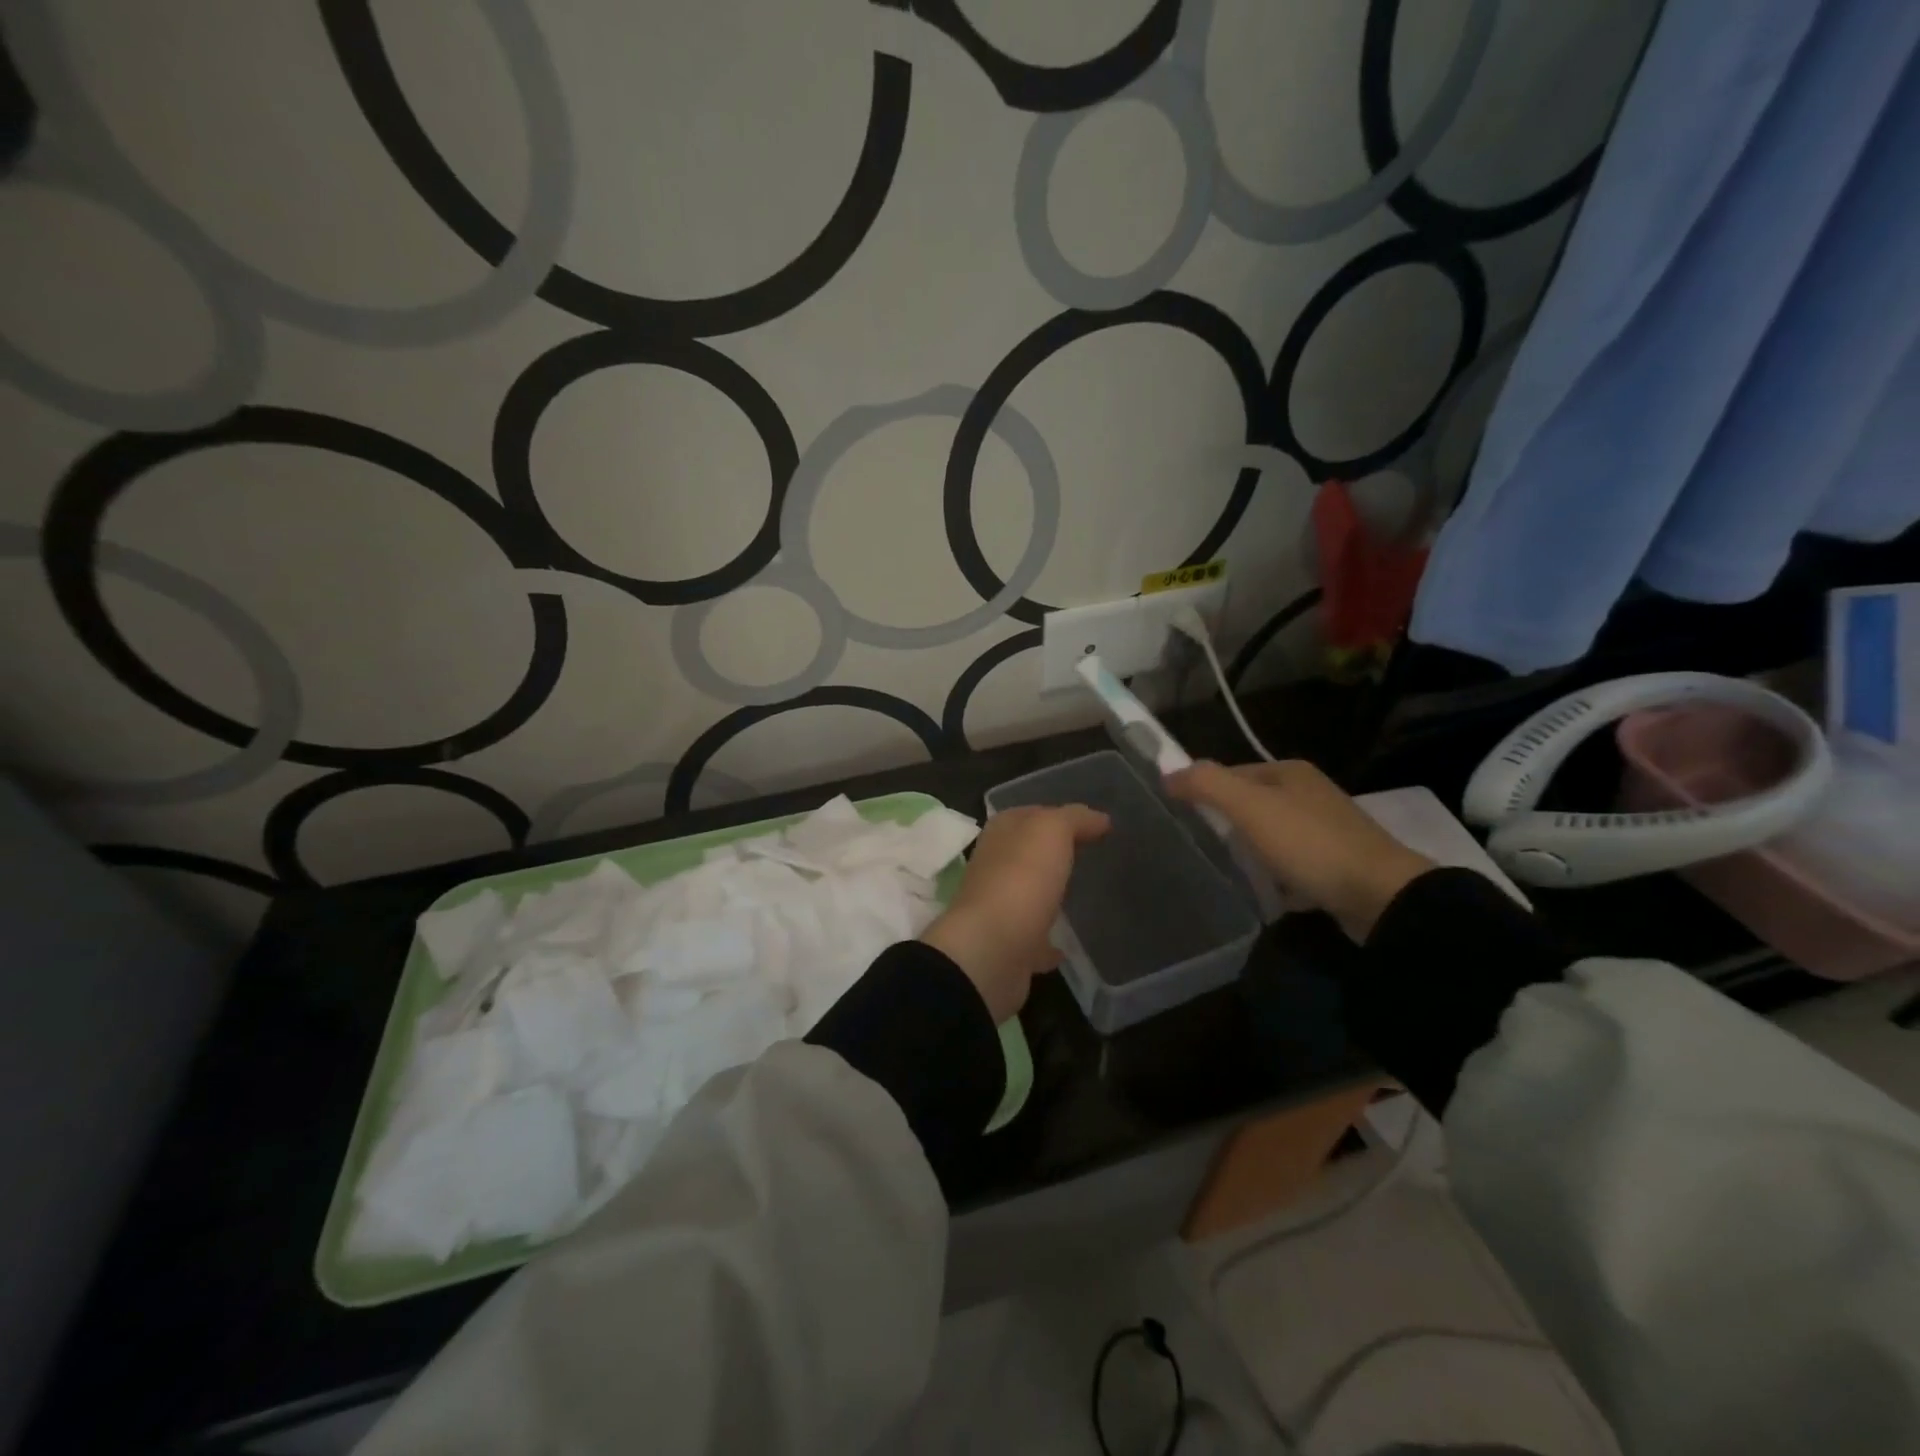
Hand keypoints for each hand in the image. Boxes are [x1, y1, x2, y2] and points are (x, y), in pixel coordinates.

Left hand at [921, 804, 1109, 1022]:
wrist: (992, 950)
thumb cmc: (1022, 878)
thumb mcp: (1051, 831)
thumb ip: (1074, 819)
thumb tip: (1099, 819)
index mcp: (1001, 833)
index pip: (1032, 814)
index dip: (1061, 816)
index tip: (1096, 826)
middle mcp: (995, 866)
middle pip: (1030, 854)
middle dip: (1055, 854)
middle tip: (1093, 857)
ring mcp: (999, 908)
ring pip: (1029, 894)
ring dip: (1050, 895)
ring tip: (1084, 897)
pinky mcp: (1008, 947)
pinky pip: (1033, 940)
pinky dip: (1048, 942)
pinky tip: (1069, 946)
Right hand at [1165, 760, 1431, 941]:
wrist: (1381, 897)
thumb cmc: (1309, 844)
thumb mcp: (1250, 807)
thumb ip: (1206, 784)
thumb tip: (1167, 774)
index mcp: (1289, 772)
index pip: (1232, 773)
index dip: (1204, 791)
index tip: (1182, 818)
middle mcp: (1309, 794)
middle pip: (1250, 804)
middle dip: (1226, 825)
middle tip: (1202, 849)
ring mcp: (1326, 830)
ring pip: (1270, 836)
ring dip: (1250, 853)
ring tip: (1228, 872)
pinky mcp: (1336, 866)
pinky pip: (1291, 865)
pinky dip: (1275, 877)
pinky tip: (1264, 893)